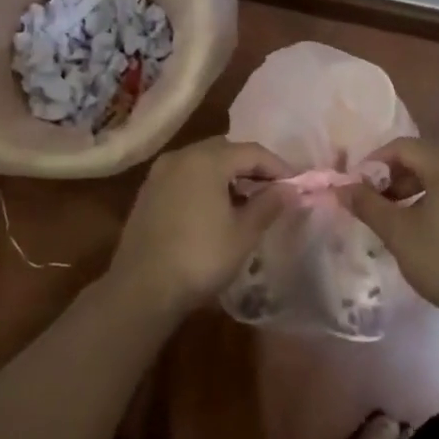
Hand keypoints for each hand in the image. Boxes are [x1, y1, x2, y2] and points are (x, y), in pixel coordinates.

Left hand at [107, 137, 290, 314]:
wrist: (142, 288)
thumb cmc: (200, 257)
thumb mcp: (243, 233)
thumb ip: (268, 204)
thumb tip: (289, 189)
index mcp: (207, 159)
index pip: (252, 152)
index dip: (278, 167)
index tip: (296, 185)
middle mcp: (181, 156)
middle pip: (225, 150)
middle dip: (251, 167)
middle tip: (271, 191)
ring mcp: (160, 173)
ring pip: (203, 162)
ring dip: (227, 175)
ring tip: (246, 202)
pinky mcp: (148, 192)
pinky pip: (185, 176)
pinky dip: (204, 184)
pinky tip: (215, 209)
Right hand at [346, 139, 438, 320]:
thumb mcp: (399, 233)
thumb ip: (368, 206)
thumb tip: (342, 188)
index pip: (401, 147)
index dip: (373, 163)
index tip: (357, 189)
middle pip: (422, 159)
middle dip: (392, 179)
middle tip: (374, 206)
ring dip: (412, 192)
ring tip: (396, 222)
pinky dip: (434, 203)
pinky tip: (426, 232)